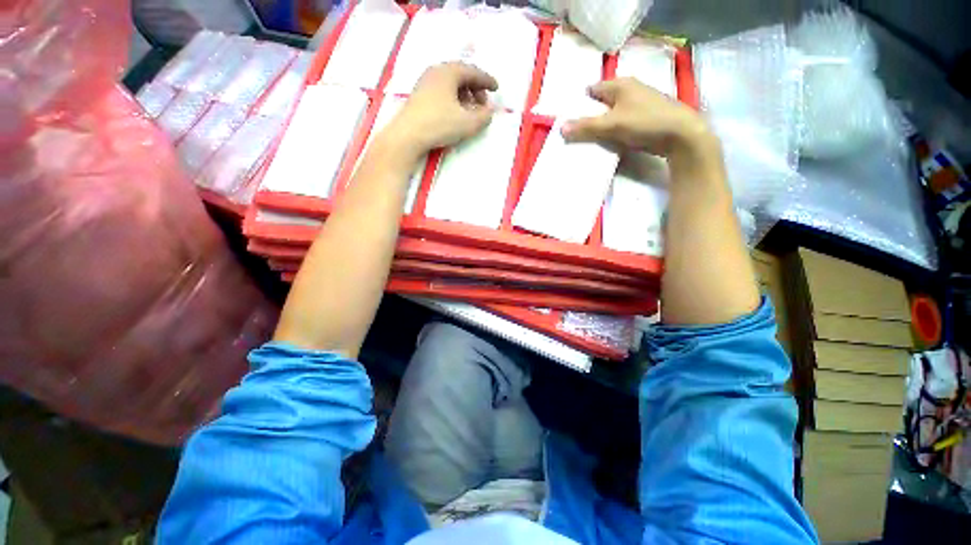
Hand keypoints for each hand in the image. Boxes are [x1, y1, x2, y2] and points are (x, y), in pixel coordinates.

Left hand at [384, 62, 497, 156]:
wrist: (407, 135)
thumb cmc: (440, 124)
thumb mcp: (468, 123)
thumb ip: (484, 116)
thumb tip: (489, 111)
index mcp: (449, 72)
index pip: (473, 71)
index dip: (487, 80)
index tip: (496, 89)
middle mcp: (436, 71)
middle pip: (461, 75)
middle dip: (476, 89)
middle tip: (483, 104)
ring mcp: (425, 83)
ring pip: (451, 84)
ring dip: (464, 95)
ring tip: (470, 111)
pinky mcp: (418, 96)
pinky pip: (442, 92)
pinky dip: (453, 99)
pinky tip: (455, 114)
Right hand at [562, 78, 716, 161]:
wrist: (680, 135)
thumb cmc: (644, 122)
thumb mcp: (611, 124)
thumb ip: (586, 126)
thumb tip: (561, 128)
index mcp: (621, 85)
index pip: (593, 90)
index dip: (581, 101)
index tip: (569, 116)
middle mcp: (630, 90)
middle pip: (603, 102)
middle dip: (590, 114)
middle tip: (576, 130)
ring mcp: (639, 104)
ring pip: (613, 113)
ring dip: (602, 124)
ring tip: (589, 138)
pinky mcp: (645, 118)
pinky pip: (622, 123)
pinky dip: (613, 130)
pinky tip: (608, 141)